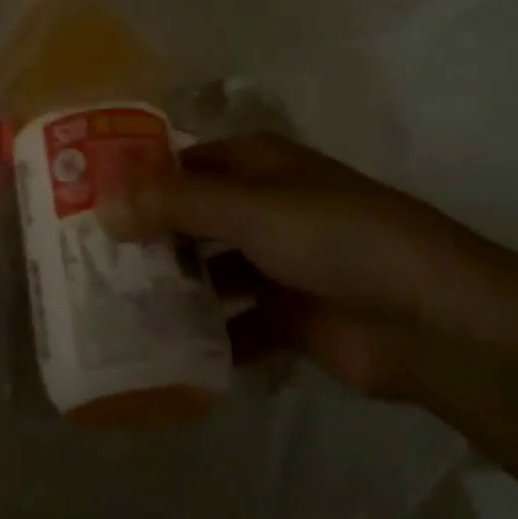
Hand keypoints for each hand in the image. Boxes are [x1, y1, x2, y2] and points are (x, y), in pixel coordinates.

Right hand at [108, 134, 488, 396]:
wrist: (430, 320)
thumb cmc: (332, 235)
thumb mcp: (247, 207)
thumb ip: (173, 205)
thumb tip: (103, 206)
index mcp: (256, 164)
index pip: (182, 164)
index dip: (138, 180)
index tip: (87, 203)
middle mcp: (264, 207)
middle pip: (192, 218)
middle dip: (150, 239)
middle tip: (89, 262)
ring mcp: (278, 264)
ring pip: (210, 273)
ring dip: (173, 291)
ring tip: (113, 309)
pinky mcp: (290, 319)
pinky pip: (235, 326)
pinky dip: (207, 340)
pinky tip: (163, 354)